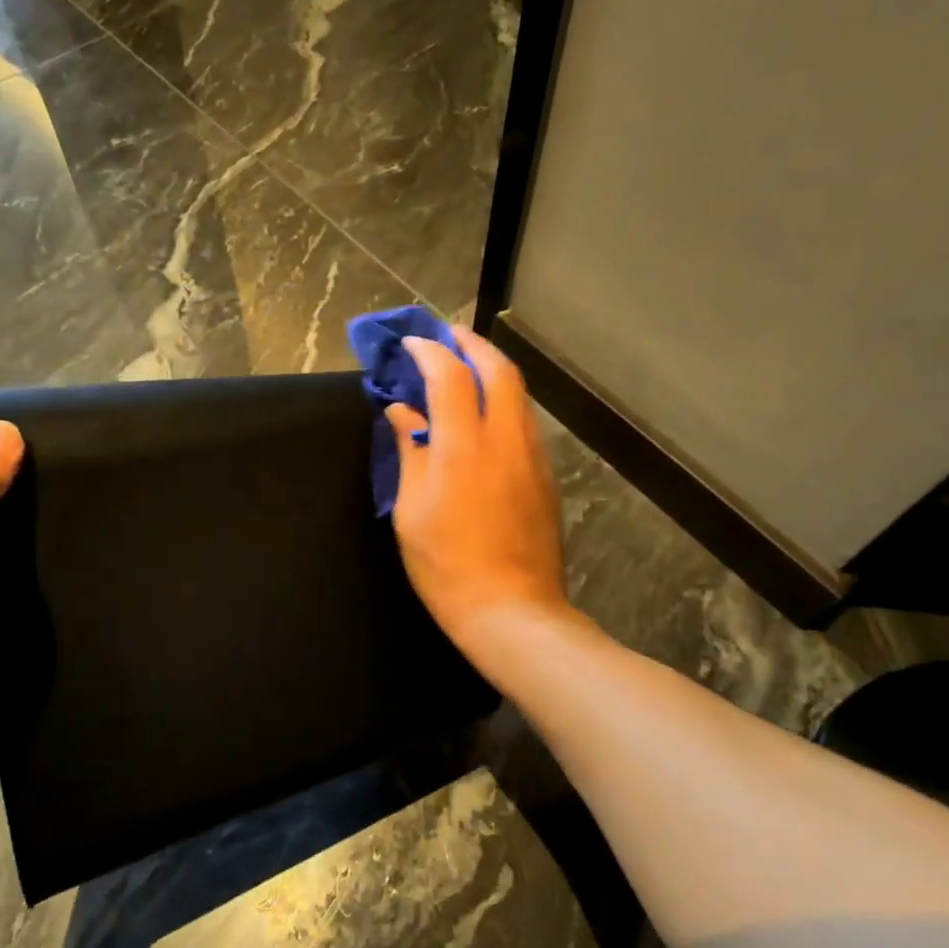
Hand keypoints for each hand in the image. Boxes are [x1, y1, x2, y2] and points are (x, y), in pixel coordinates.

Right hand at [387, 326, 572, 669]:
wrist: (511, 610)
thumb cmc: (446, 565)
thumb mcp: (412, 511)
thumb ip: (410, 451)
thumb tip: (403, 411)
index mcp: (464, 447)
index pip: (449, 376)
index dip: (429, 351)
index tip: (410, 344)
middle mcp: (505, 440)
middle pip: (499, 369)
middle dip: (471, 344)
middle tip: (446, 337)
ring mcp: (532, 457)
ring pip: (518, 394)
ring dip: (492, 370)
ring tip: (465, 369)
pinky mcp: (545, 476)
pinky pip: (524, 422)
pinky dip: (503, 402)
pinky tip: (485, 416)